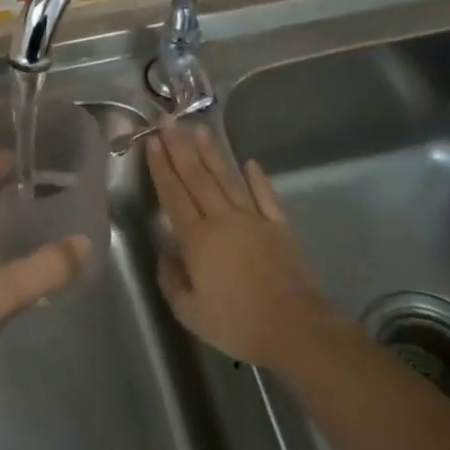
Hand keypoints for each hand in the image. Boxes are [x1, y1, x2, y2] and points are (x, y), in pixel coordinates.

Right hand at [148, 119, 340, 371]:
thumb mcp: (189, 312)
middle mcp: (222, 220)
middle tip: (168, 120)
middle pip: (197, 177)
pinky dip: (257, 179)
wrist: (296, 330)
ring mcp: (253, 220)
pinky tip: (249, 162)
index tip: (152, 141)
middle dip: (180, 147)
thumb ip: (171, 279)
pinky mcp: (279, 227)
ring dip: (212, 153)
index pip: (173, 195)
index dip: (161, 167)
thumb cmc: (237, 324)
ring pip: (227, 179)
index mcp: (197, 239)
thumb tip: (167, 254)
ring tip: (199, 128)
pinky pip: (265, 197)